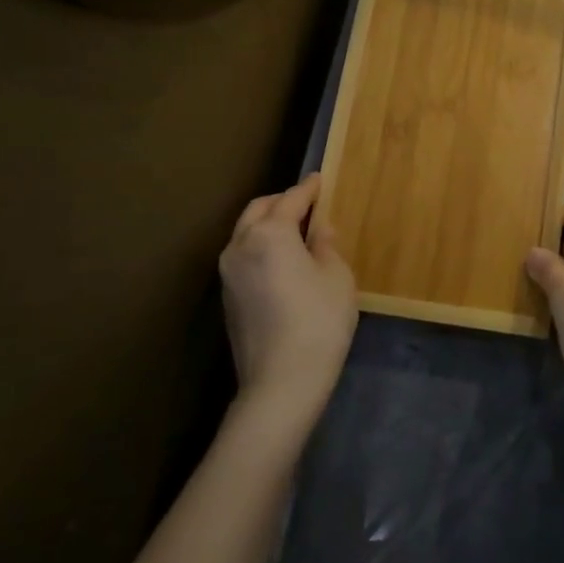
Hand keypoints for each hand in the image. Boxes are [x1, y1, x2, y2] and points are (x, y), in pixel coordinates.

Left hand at [218, 174, 356, 430]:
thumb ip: (325, 244)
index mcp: (269, 233)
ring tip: (296, 230)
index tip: (320, 179)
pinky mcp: (227, 297)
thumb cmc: (318, 321)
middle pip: (260, 210)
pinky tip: (282, 259)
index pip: (291, 199)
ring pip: (246, 232)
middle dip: (283, 202)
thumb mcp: (336, 277)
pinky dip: (261, 246)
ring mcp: (228, 272)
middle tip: (308, 204)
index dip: (309, 188)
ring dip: (268, 224)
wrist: (280, 383)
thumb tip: (319, 229)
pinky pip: (244, 255)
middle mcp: (240, 245)